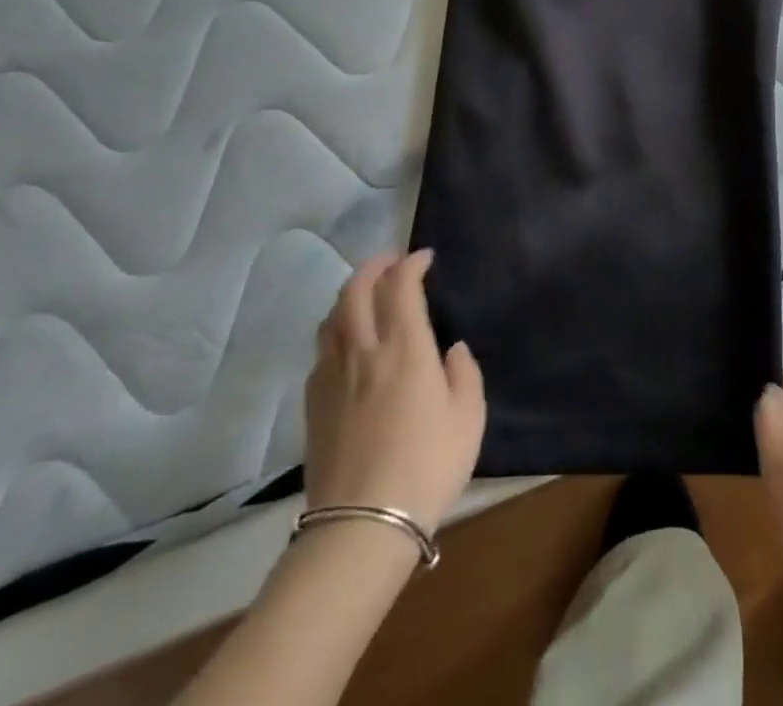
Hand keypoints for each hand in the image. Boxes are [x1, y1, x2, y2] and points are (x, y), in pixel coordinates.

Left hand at [304, 250, 485, 529]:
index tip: (424, 258)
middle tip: (391, 262)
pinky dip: (335, 330)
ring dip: (349, 294)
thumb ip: (464, 374)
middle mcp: (364, 350)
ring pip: (332, 317)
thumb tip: (451, 350)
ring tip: (366, 295)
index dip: (411, 263)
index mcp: (405, 347)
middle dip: (374, 266)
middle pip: (356, 289)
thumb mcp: (468, 418)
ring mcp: (332, 376)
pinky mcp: (313, 404)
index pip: (401, 286)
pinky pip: (321, 350)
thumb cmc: (427, 466)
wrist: (362, 524)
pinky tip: (347, 345)